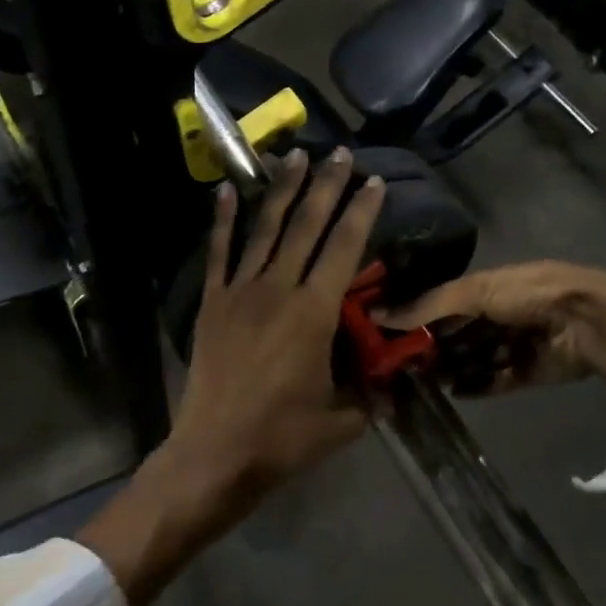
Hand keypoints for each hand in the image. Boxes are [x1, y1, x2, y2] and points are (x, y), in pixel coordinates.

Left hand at [79, 148, 385, 605]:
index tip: (373, 182)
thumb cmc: (282, 437)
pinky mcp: (212, 303)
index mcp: (314, 313)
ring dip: (281, 191)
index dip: (360, 212)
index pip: (344, 248)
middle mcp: (278, 289)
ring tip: (293, 157)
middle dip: (325, 186)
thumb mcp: (342, 420)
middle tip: (338, 153)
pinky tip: (226, 191)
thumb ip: (370, 395)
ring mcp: (240, 292)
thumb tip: (393, 384)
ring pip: (265, 229)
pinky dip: (222, 220)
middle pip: (306, 226)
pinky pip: (218, 253)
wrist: (215, 451)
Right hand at [376, 260, 605, 394]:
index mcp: (490, 286)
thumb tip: (379, 313)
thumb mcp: (475, 291)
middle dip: (434, 346)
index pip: (445, 303)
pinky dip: (477, 386)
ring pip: (476, 358)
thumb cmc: (529, 294)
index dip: (419, 317)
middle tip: (402, 364)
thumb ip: (428, 305)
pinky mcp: (530, 371)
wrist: (588, 321)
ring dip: (453, 368)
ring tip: (424, 382)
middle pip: (459, 333)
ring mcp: (517, 343)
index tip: (390, 334)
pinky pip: (497, 379)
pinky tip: (455, 393)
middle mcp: (502, 313)